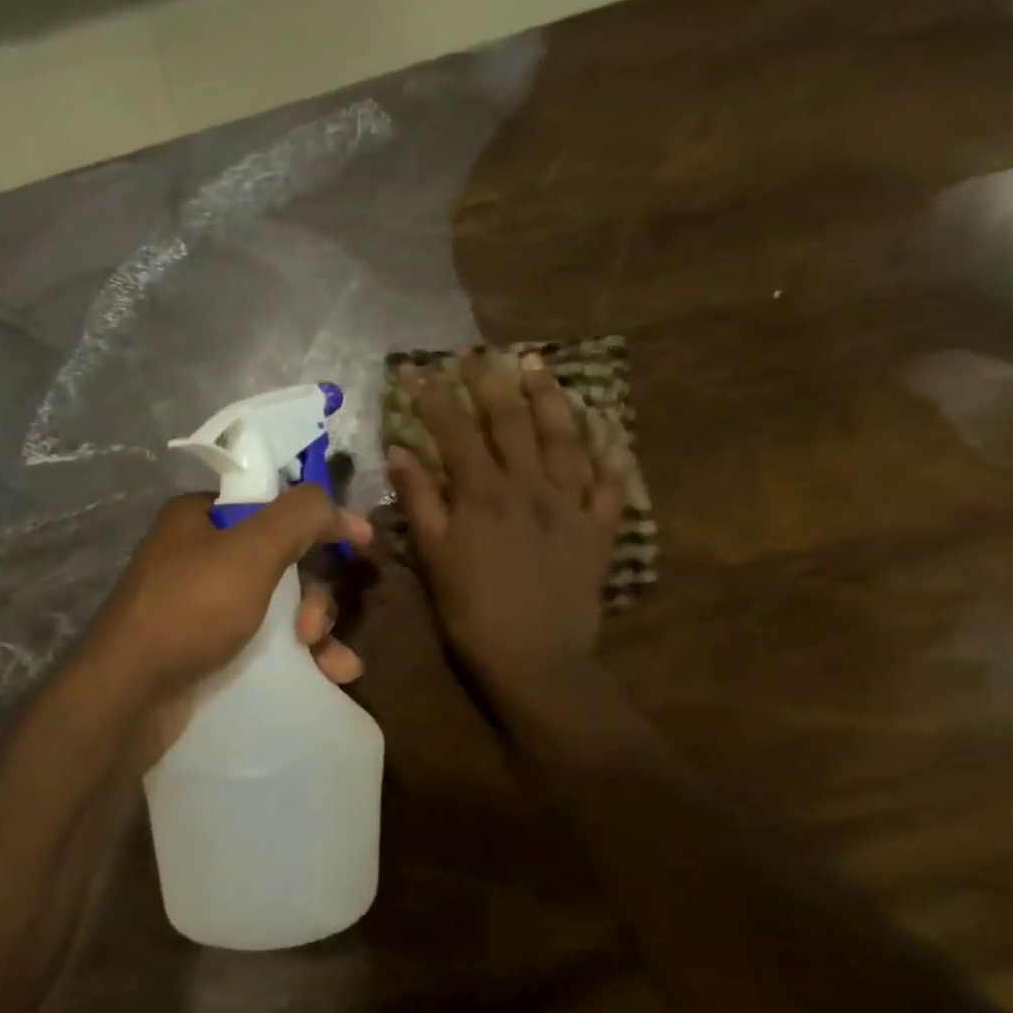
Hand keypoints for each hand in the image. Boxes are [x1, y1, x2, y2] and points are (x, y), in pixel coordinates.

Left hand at [80, 488, 369, 775]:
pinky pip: (266, 641)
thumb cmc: (191, 609)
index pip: (273, 504)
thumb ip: (300, 516)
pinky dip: (300, 656)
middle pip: (282, 561)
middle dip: (314, 595)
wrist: (130, 696)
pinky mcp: (207, 649)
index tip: (359, 541)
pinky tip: (331, 675)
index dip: (318, 521)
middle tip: (313, 627)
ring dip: (316, 630)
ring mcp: (202, 606)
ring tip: (332, 662)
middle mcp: (199, 556)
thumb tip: (338, 506)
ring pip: (279, 606)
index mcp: (201, 518)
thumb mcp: (252, 550)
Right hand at [389, 349, 623, 706]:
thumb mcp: (434, 559)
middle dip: (492, 382)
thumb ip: (420, 501)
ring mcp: (571, 504)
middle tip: (481, 352)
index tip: (419, 369)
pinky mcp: (600, 527)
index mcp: (483, 494)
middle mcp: (530, 486)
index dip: (435, 396)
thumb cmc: (473, 613)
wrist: (536, 659)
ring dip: (550, 398)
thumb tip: (402, 451)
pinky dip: (610, 452)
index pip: (455, 430)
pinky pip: (610, 481)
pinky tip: (607, 429)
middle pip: (511, 421)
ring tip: (539, 367)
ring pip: (564, 437)